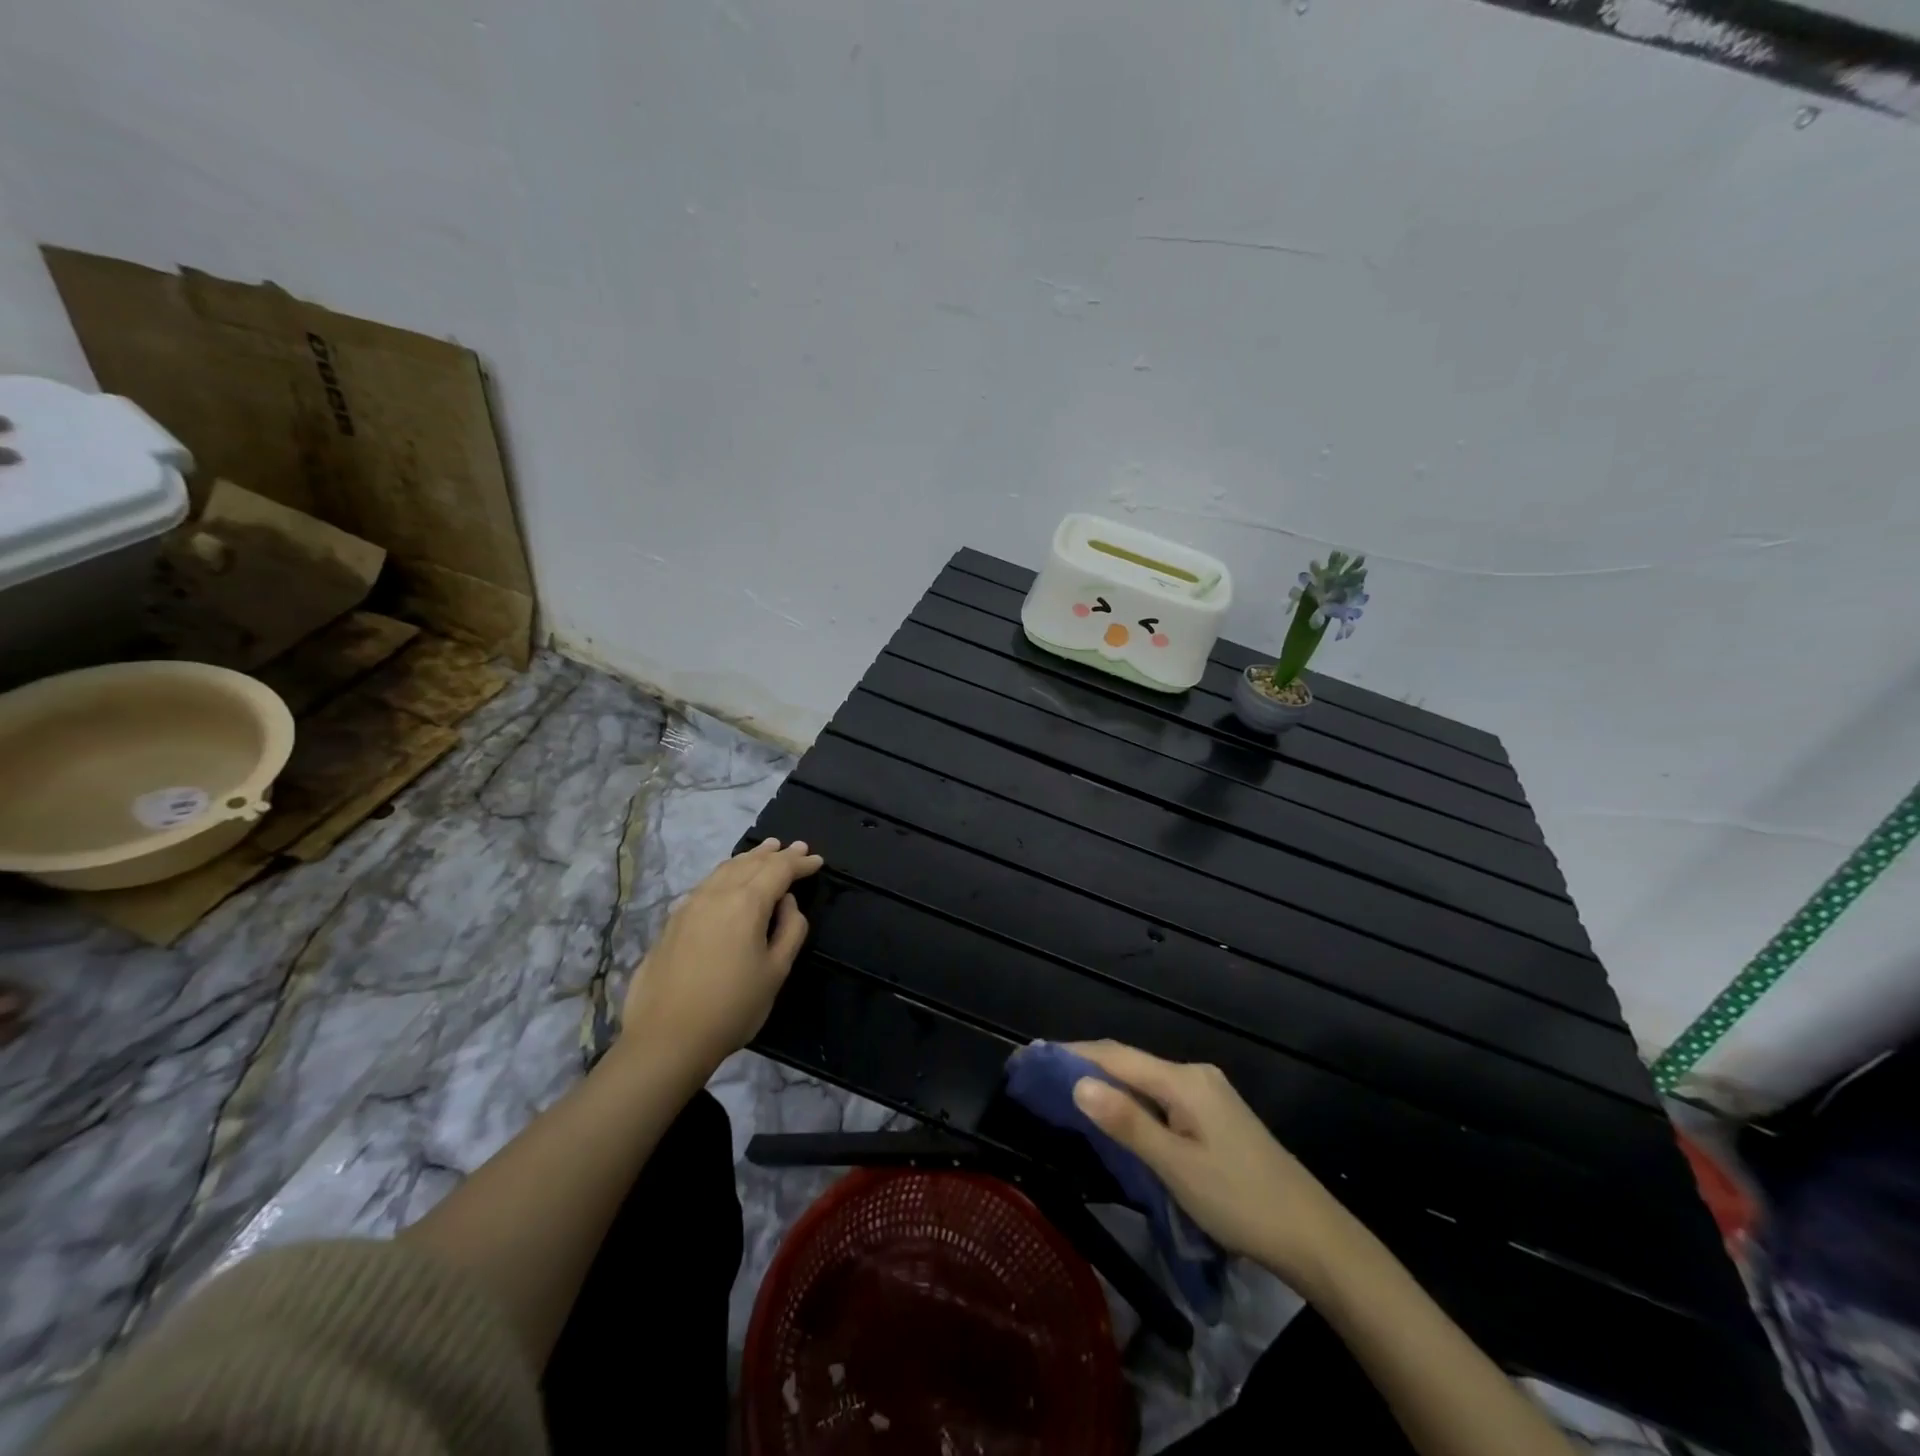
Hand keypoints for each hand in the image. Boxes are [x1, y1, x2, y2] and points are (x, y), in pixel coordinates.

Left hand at [620, 838, 823, 1073]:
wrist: (666, 1038)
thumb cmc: (732, 1007)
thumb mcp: (776, 971)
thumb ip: (790, 930)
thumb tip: (787, 903)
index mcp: (746, 903)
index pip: (779, 870)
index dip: (800, 863)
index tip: (817, 860)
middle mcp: (716, 894)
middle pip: (750, 863)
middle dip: (776, 854)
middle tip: (796, 847)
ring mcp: (690, 905)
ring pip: (725, 869)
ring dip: (749, 858)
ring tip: (765, 851)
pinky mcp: (673, 921)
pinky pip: (708, 883)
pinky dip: (727, 873)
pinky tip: (730, 879)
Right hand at [1067, 1040, 1356, 1292]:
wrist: (1314, 1236)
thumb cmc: (1240, 1201)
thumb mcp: (1176, 1167)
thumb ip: (1127, 1123)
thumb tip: (1078, 1083)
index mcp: (1184, 1080)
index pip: (1115, 1056)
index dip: (1071, 1054)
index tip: (1032, 1057)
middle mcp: (1194, 1075)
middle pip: (1129, 1062)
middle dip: (1084, 1066)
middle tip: (1041, 1078)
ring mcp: (1207, 1094)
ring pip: (1144, 1080)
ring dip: (1106, 1084)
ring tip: (1066, 1095)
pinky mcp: (1214, 1116)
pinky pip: (1160, 1097)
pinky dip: (1130, 1100)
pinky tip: (1116, 1116)